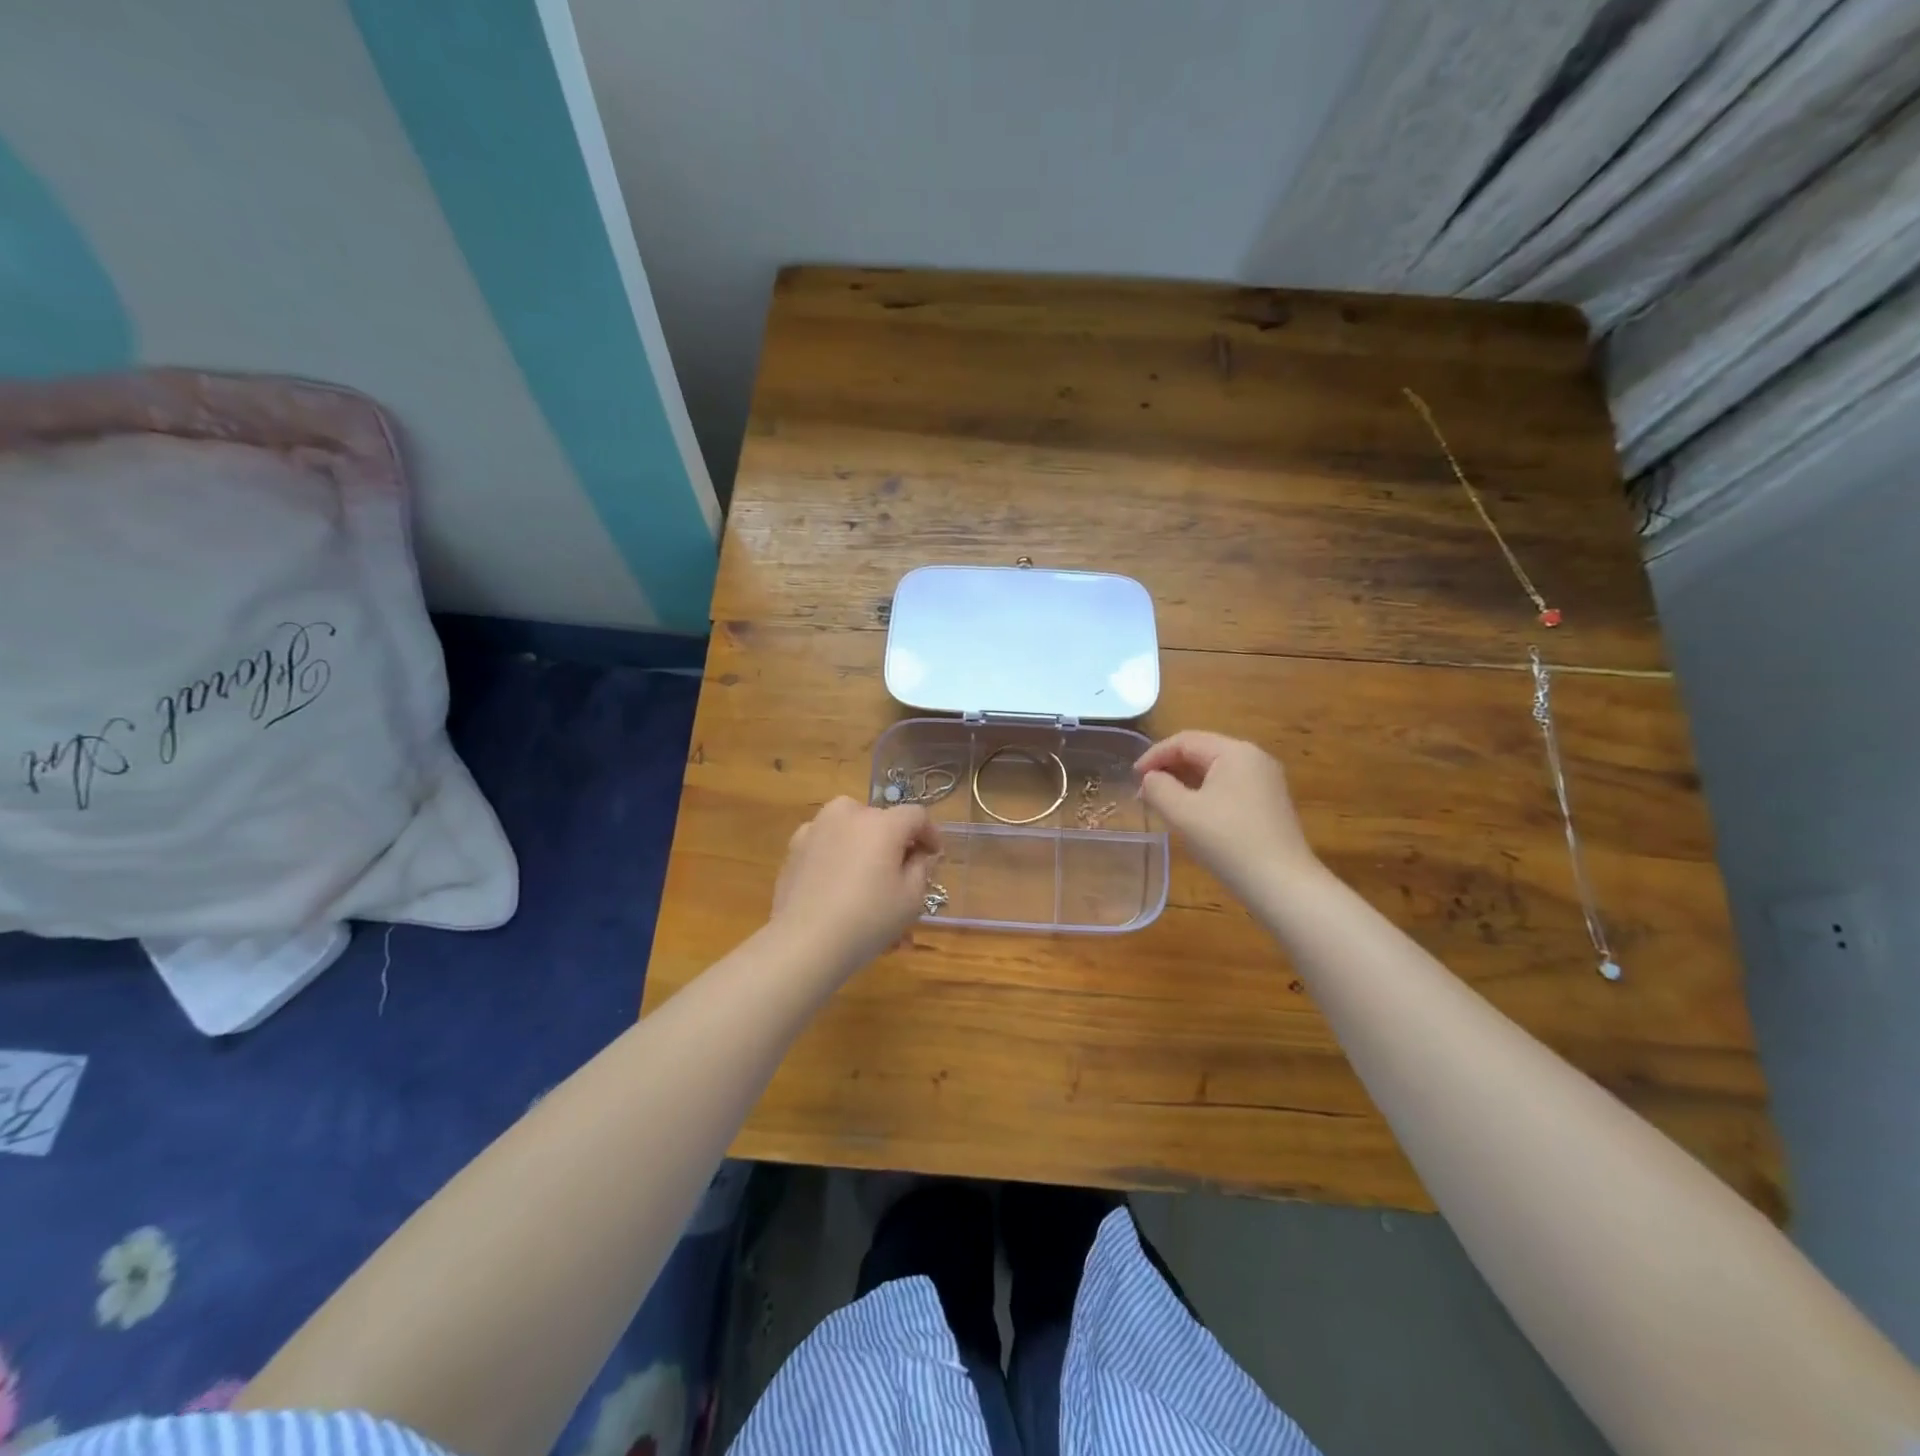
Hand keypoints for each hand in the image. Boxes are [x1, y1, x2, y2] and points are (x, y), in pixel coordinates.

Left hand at [770, 796, 942, 972]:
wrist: (804, 942)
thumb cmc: (867, 920)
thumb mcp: (911, 899)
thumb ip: (921, 868)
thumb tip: (918, 854)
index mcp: (882, 823)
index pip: (916, 816)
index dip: (930, 833)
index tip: (935, 855)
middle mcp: (848, 814)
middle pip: (881, 818)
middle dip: (895, 839)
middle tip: (901, 868)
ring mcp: (816, 828)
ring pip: (850, 826)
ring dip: (864, 842)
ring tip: (867, 872)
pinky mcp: (794, 848)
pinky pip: (826, 841)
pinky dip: (837, 853)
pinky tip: (837, 880)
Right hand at [1135, 731, 1320, 897]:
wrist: (1281, 884)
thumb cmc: (1228, 842)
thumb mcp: (1182, 812)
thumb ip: (1158, 787)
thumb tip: (1151, 778)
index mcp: (1235, 752)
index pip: (1185, 741)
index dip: (1154, 755)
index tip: (1132, 777)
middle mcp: (1254, 758)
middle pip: (1202, 752)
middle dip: (1169, 768)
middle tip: (1144, 791)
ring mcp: (1266, 781)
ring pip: (1215, 770)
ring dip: (1185, 782)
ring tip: (1163, 803)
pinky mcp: (1269, 803)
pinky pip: (1229, 786)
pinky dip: (1204, 793)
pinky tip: (1192, 814)